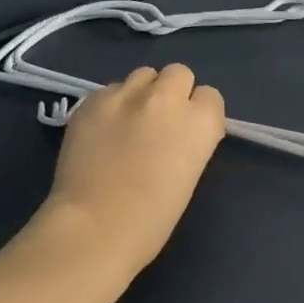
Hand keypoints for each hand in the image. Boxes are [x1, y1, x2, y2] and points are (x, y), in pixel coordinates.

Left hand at [40, 65, 226, 274]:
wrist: (93, 229)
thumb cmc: (149, 221)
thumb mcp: (188, 176)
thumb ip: (189, 141)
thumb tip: (179, 132)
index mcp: (198, 122)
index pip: (211, 96)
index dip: (199, 112)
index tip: (188, 131)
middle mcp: (166, 97)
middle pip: (178, 73)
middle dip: (172, 92)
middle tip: (158, 120)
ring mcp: (127, 94)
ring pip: (143, 75)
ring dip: (141, 93)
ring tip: (127, 121)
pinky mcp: (94, 98)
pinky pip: (110, 90)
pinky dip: (110, 105)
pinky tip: (100, 131)